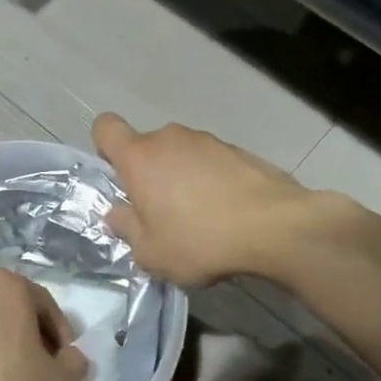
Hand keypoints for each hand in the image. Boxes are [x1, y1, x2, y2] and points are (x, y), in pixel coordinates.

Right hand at [94, 113, 316, 285]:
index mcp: (140, 157)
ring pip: (181, 154)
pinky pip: (211, 163)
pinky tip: (227, 213)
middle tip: (161, 213)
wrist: (274, 227)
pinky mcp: (239, 150)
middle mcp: (171, 138)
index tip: (120, 179)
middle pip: (147, 147)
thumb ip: (127, 229)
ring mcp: (208, 141)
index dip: (105, 148)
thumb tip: (118, 214)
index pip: (106, 127)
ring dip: (182, 178)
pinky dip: (212, 181)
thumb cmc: (199, 240)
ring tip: (200, 218)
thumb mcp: (151, 252)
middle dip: (149, 174)